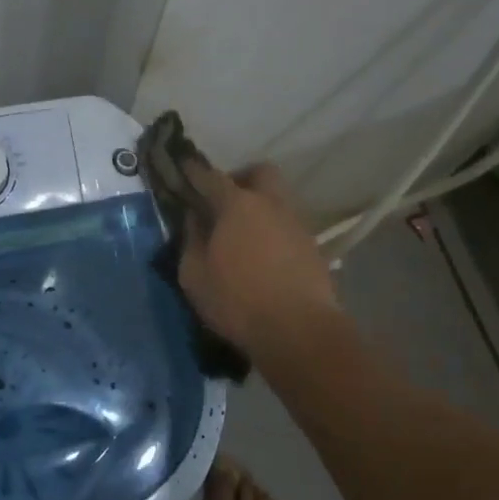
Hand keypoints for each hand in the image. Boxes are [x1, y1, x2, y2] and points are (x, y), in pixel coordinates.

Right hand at [179, 159, 340, 356]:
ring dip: (260, 205)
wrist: (299, 331)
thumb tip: (194, 219)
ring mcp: (296, 223)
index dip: (194, 172)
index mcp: (237, 205)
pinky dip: (274, 229)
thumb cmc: (237, 301)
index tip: (184, 168)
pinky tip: (263, 252)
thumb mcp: (194, 276)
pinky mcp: (313, 246)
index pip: (211, 176)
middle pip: (260, 173)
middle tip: (223, 200)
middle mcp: (270, 204)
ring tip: (243, 231)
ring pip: (278, 198)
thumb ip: (191, 241)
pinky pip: (288, 224)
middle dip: (241, 178)